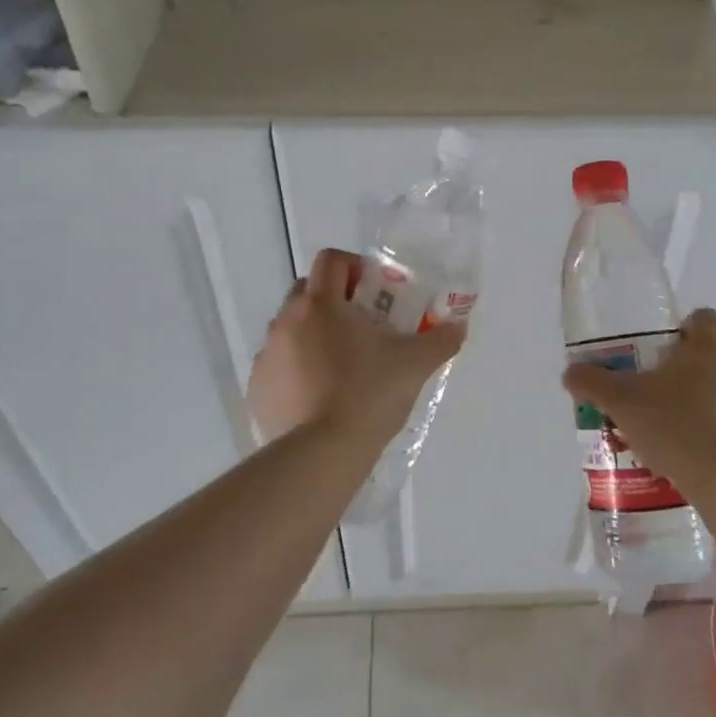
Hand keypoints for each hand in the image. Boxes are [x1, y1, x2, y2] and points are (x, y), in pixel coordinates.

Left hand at [248, 248, 466, 447]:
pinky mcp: (257, 389)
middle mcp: (286, 321)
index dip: (354, 266)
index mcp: (321, 305)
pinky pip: (278, 366)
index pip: (331, 260)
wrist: (320, 456)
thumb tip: (458, 327)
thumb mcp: (414, 366)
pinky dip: (297, 370)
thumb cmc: (368, 396)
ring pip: (291, 329)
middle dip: (334, 300)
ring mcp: (267, 356)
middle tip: (364, 327)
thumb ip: (440, 341)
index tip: (375, 290)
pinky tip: (320, 398)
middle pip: (307, 291)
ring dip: (314, 335)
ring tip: (343, 367)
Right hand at [562, 310, 715, 489]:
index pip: (703, 319)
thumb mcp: (620, 401)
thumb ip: (592, 382)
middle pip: (711, 358)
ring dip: (701, 405)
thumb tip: (570, 372)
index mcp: (706, 349)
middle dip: (685, 373)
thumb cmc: (673, 424)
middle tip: (654, 394)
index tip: (662, 347)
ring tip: (670, 432)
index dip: (684, 328)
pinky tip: (690, 458)